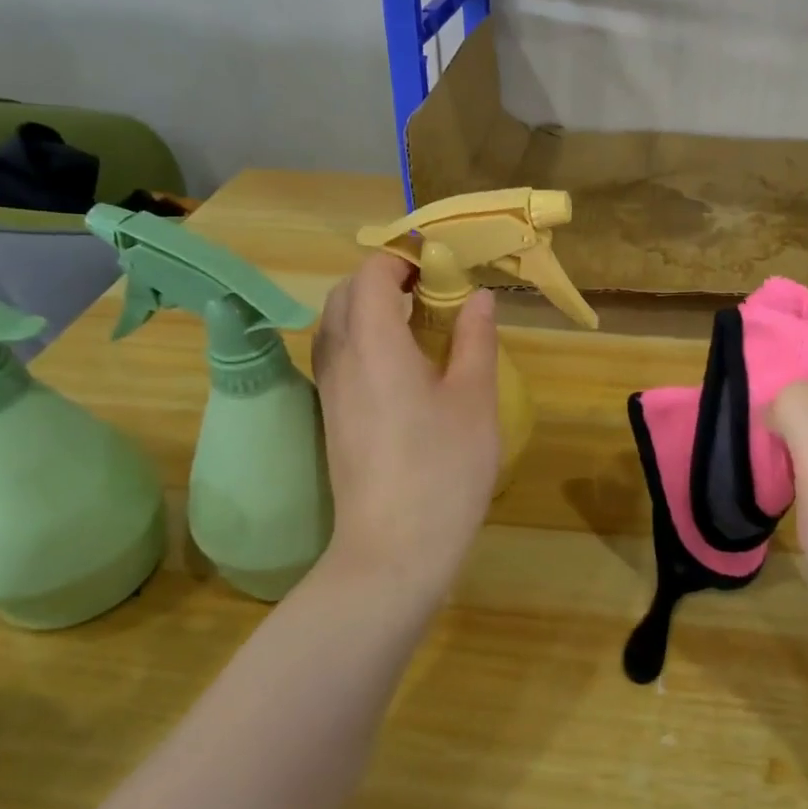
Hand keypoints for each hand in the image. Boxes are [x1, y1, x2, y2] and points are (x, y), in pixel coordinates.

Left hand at [310, 255, 499, 591]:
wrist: (393, 551)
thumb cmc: (443, 469)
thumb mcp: (474, 399)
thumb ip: (475, 339)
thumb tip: (477, 297)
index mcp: (373, 344)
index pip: (371, 275)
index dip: (402, 257)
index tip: (439, 261)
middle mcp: (340, 359)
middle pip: (345, 294)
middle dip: (383, 277)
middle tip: (432, 288)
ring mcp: (330, 391)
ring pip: (337, 325)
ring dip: (370, 307)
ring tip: (419, 320)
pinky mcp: (332, 417)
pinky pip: (339, 355)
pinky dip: (365, 337)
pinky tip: (403, 363)